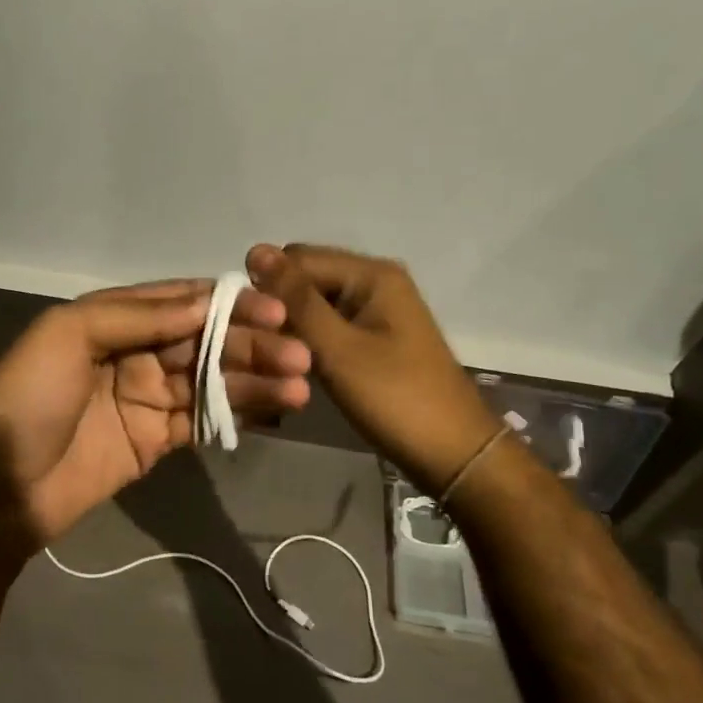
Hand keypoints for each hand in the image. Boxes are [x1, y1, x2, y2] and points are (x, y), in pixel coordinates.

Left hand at [0, 280, 312, 542]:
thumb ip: (137, 315)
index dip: (228, 303)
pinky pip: (204, 420)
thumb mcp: (70, 334)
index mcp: (112, 318)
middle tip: (300, 355)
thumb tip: (204, 302)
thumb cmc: (31, 398)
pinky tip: (276, 409)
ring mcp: (148, 398)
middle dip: (252, 345)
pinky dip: (239, 414)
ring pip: (212, 381)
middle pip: (204, 341)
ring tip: (301, 385)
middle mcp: (135, 352)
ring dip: (255, 380)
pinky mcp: (157, 440)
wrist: (2, 486)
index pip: (181, 301)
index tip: (274, 310)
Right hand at [246, 244, 501, 497]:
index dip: (268, 287)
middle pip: (307, 277)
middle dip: (279, 305)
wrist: (452, 452)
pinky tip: (299, 365)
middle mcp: (375, 280)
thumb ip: (296, 300)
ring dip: (293, 325)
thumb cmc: (394, 398)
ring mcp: (377, 309)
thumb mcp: (337, 348)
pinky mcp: (375, 335)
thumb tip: (255, 250)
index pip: (297, 258)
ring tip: (277, 359)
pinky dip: (311, 339)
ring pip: (315, 303)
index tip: (249, 327)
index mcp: (371, 273)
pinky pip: (330, 323)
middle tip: (263, 347)